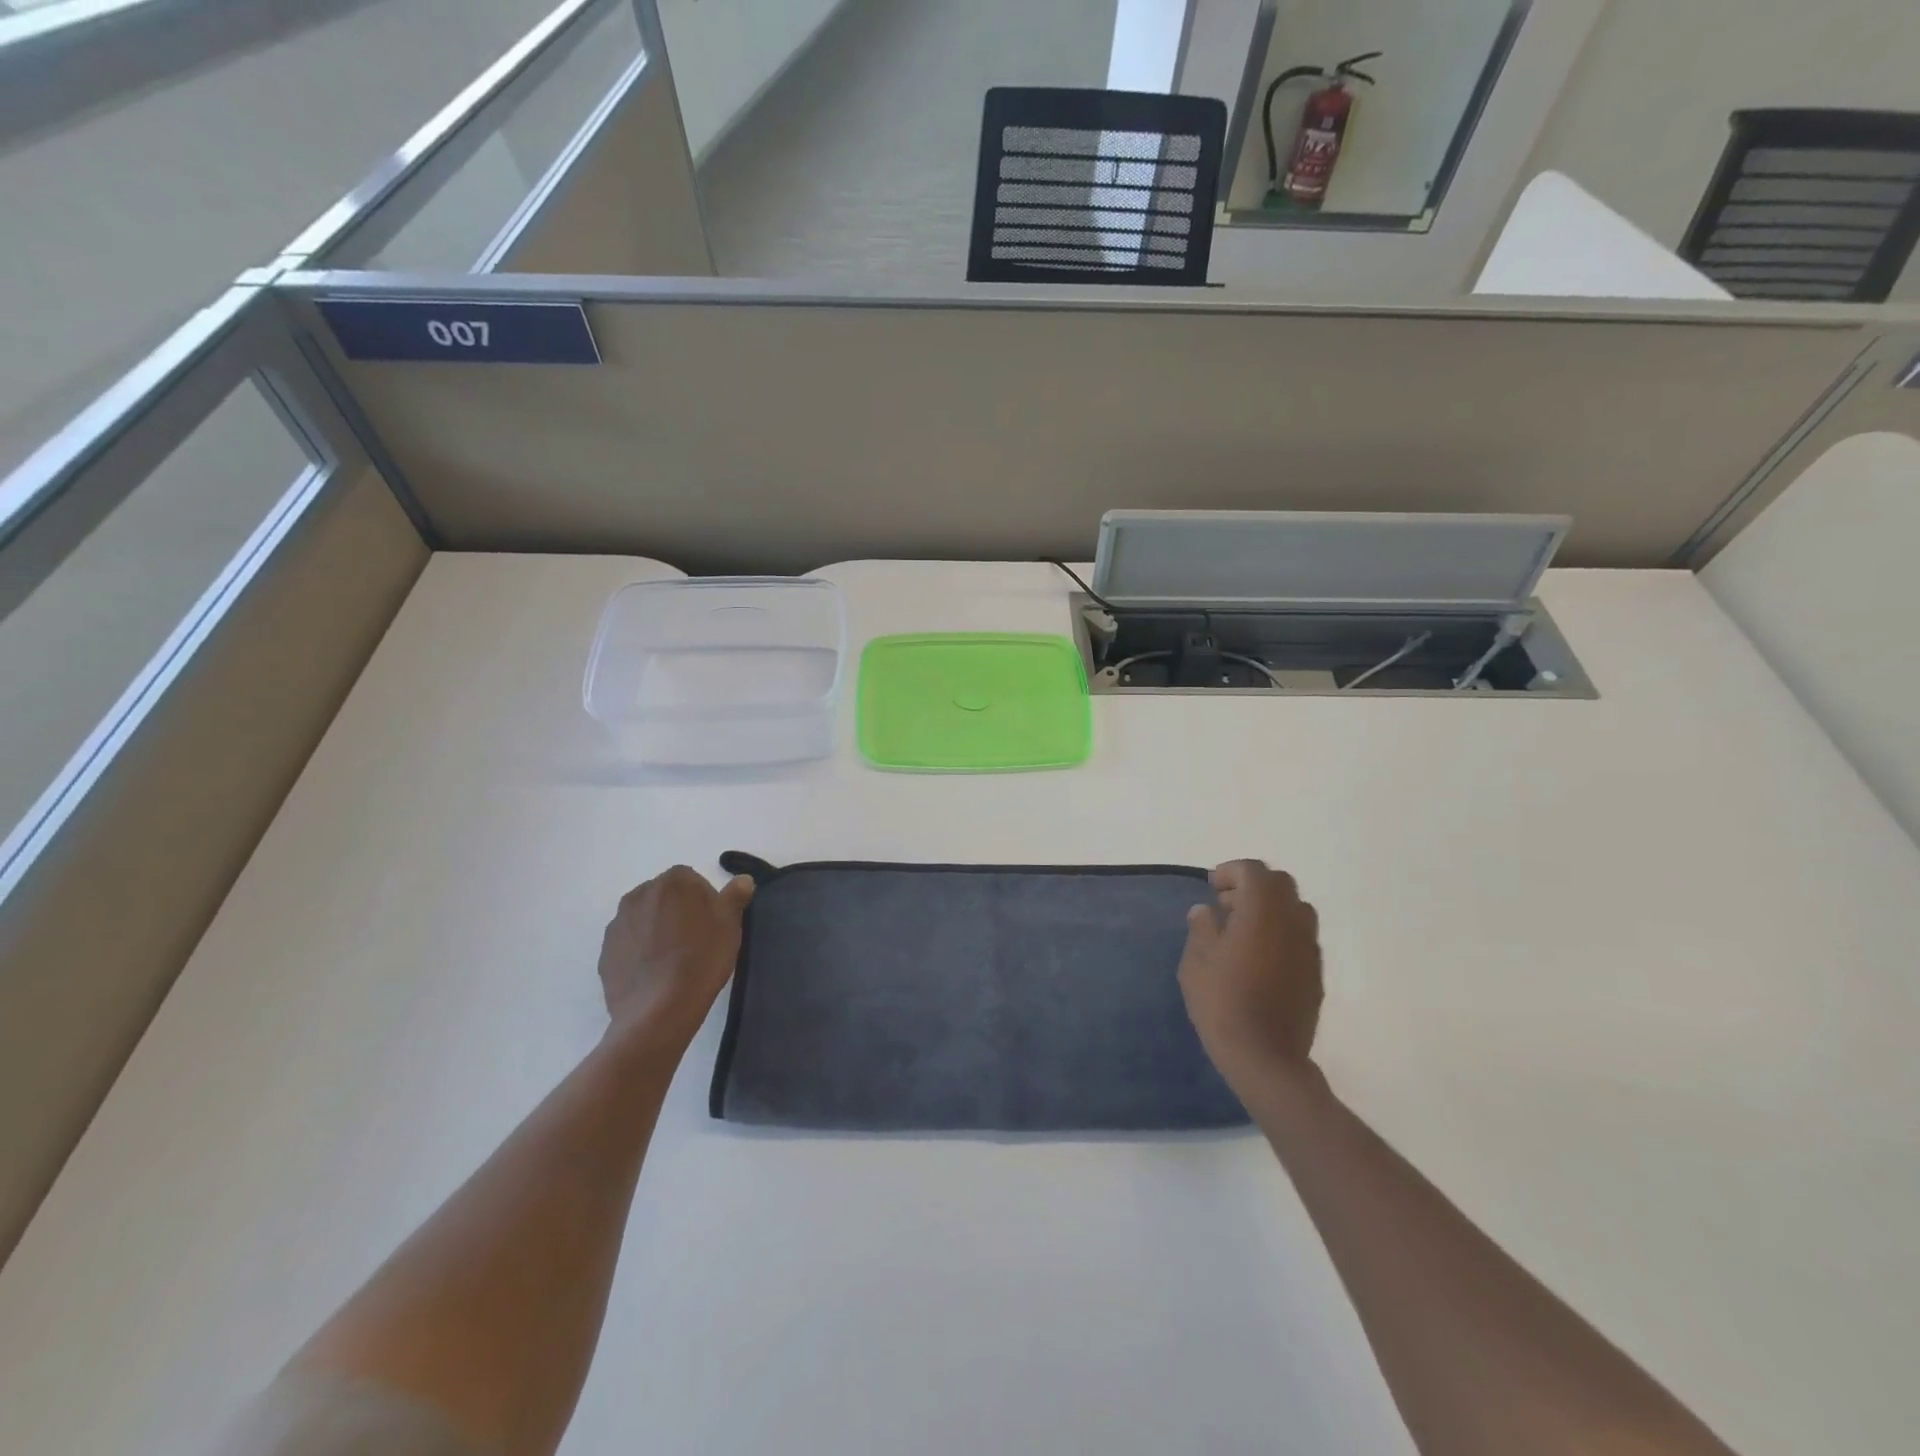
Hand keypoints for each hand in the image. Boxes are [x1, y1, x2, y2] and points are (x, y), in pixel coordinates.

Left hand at [598, 867, 753, 1045]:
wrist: (658, 1010)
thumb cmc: (701, 959)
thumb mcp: (730, 924)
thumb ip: (735, 896)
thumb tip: (743, 879)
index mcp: (672, 882)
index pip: (692, 880)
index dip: (705, 901)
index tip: (712, 925)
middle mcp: (639, 894)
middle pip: (665, 897)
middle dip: (678, 911)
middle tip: (696, 941)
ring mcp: (618, 923)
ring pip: (645, 919)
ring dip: (657, 929)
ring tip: (673, 960)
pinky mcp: (605, 952)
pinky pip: (629, 943)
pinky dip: (640, 951)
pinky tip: (655, 973)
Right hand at [1178, 860, 1323, 1089]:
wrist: (1266, 1057)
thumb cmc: (1222, 1004)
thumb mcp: (1196, 963)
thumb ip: (1202, 929)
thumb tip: (1206, 911)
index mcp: (1262, 912)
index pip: (1254, 871)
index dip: (1231, 871)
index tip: (1212, 887)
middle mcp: (1292, 922)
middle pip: (1280, 883)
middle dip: (1253, 885)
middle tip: (1226, 904)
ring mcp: (1309, 948)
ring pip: (1296, 908)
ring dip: (1271, 907)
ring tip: (1243, 930)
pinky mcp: (1316, 973)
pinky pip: (1301, 936)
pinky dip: (1281, 931)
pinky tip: (1259, 956)